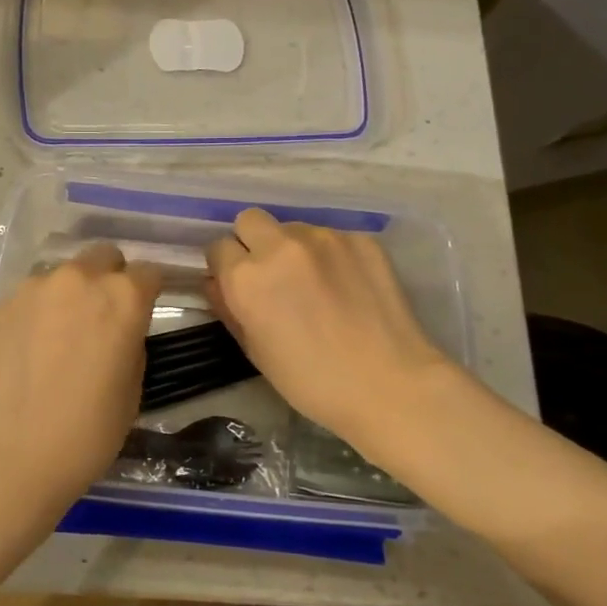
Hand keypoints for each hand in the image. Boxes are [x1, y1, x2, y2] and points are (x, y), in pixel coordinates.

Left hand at [0, 244, 161, 531]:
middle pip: (103, 257)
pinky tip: (27, 352)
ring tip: (59, 337)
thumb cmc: (84, 434)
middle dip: (109, 279)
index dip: (149, 291)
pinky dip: (35, 314)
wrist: (5, 457)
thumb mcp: (131, 392)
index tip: (144, 312)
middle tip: (102, 318)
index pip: (148, 272)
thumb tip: (118, 332)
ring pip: (61, 275)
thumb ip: (130, 344)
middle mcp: (77, 279)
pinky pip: (28, 299)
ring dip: (69, 295)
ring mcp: (32, 289)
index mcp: (121, 297)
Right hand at [206, 209, 461, 466]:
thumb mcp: (255, 351)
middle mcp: (280, 245)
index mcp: (246, 277)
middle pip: (250, 220)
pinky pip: (332, 237)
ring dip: (294, 248)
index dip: (226, 267)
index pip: (218, 247)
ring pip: (293, 227)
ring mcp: (324, 237)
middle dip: (252, 242)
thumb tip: (217, 282)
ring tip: (316, 284)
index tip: (240, 287)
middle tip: (272, 276)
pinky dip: (331, 256)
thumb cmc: (311, 381)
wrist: (389, 385)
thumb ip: (228, 308)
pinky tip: (347, 287)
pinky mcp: (360, 238)